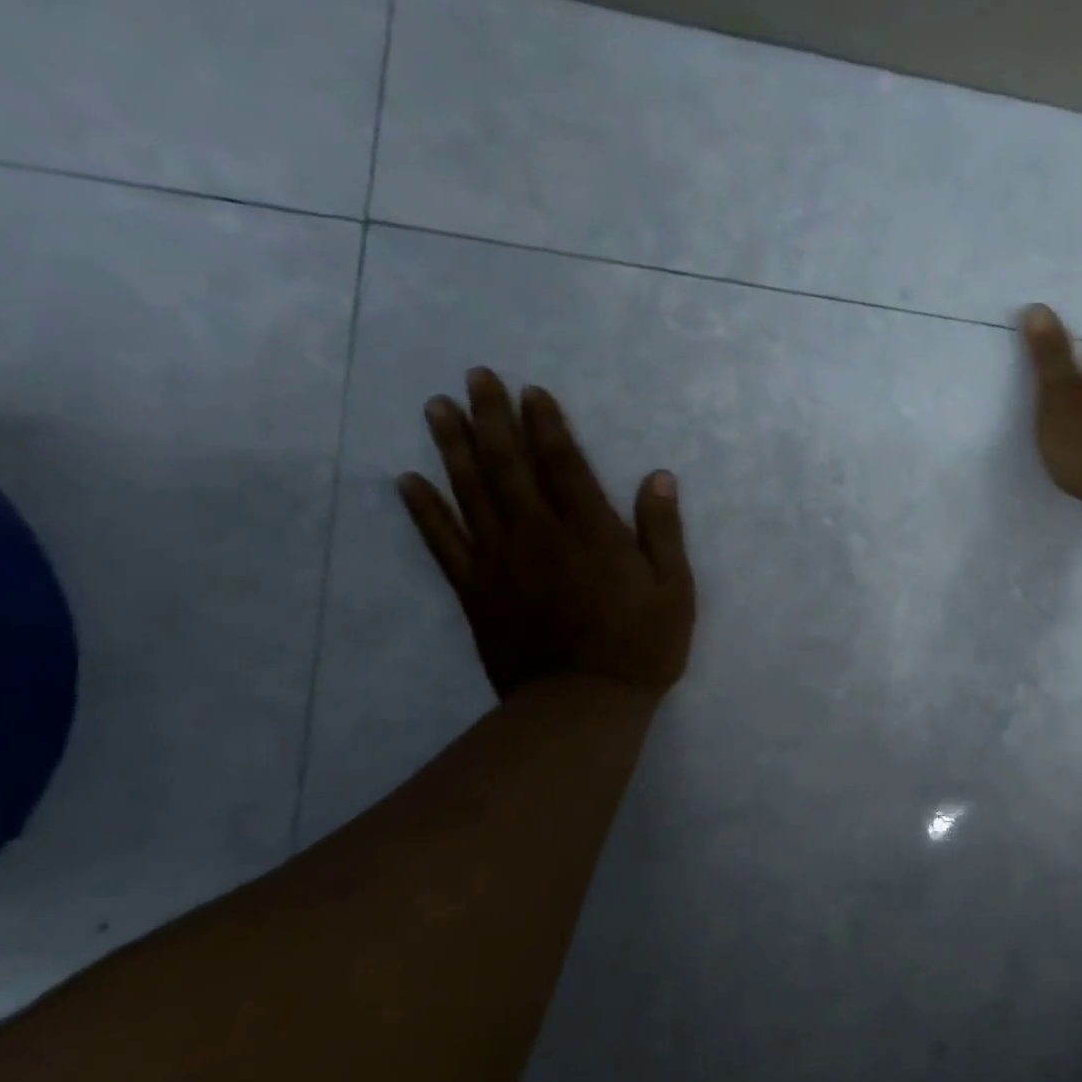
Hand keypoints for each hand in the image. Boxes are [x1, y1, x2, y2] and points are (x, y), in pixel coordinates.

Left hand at [397, 368, 695, 700]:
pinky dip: (424, 510)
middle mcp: (538, 534)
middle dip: (492, 418)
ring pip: (470, 492)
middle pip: (509, 466)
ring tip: (437, 407)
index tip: (530, 391)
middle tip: (474, 377)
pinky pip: (443, 543)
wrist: (583, 704)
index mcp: (589, 532)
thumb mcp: (674, 589)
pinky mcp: (475, 591)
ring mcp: (500, 561)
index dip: (546, 424)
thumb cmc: (641, 646)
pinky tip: (407, 480)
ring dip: (452, 447)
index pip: (563, 464)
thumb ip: (662, 531)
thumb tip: (658, 477)